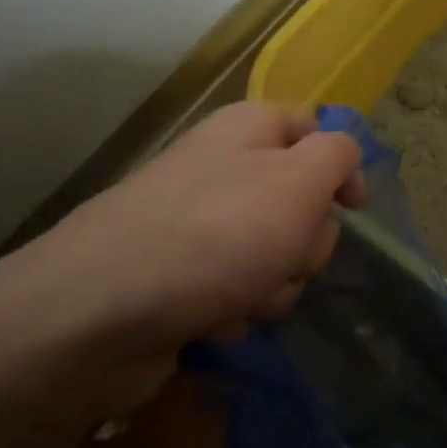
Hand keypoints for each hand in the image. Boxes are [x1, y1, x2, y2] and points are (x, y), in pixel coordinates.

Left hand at [0, 102, 363, 425]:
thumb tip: (343, 156)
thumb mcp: (297, 182)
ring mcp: (198, 224)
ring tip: (238, 296)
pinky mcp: (181, 277)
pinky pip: (237, 291)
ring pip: (274, 255)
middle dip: (303, 242)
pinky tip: (210, 319)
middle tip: (281, 255)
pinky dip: (234, 308)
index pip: (313, 127)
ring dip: (271, 284)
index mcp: (249, 129)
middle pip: (300, 201)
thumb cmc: (214, 235)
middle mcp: (223, 168)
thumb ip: (337, 155)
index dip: (340, 166)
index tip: (350, 206)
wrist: (96, 312)